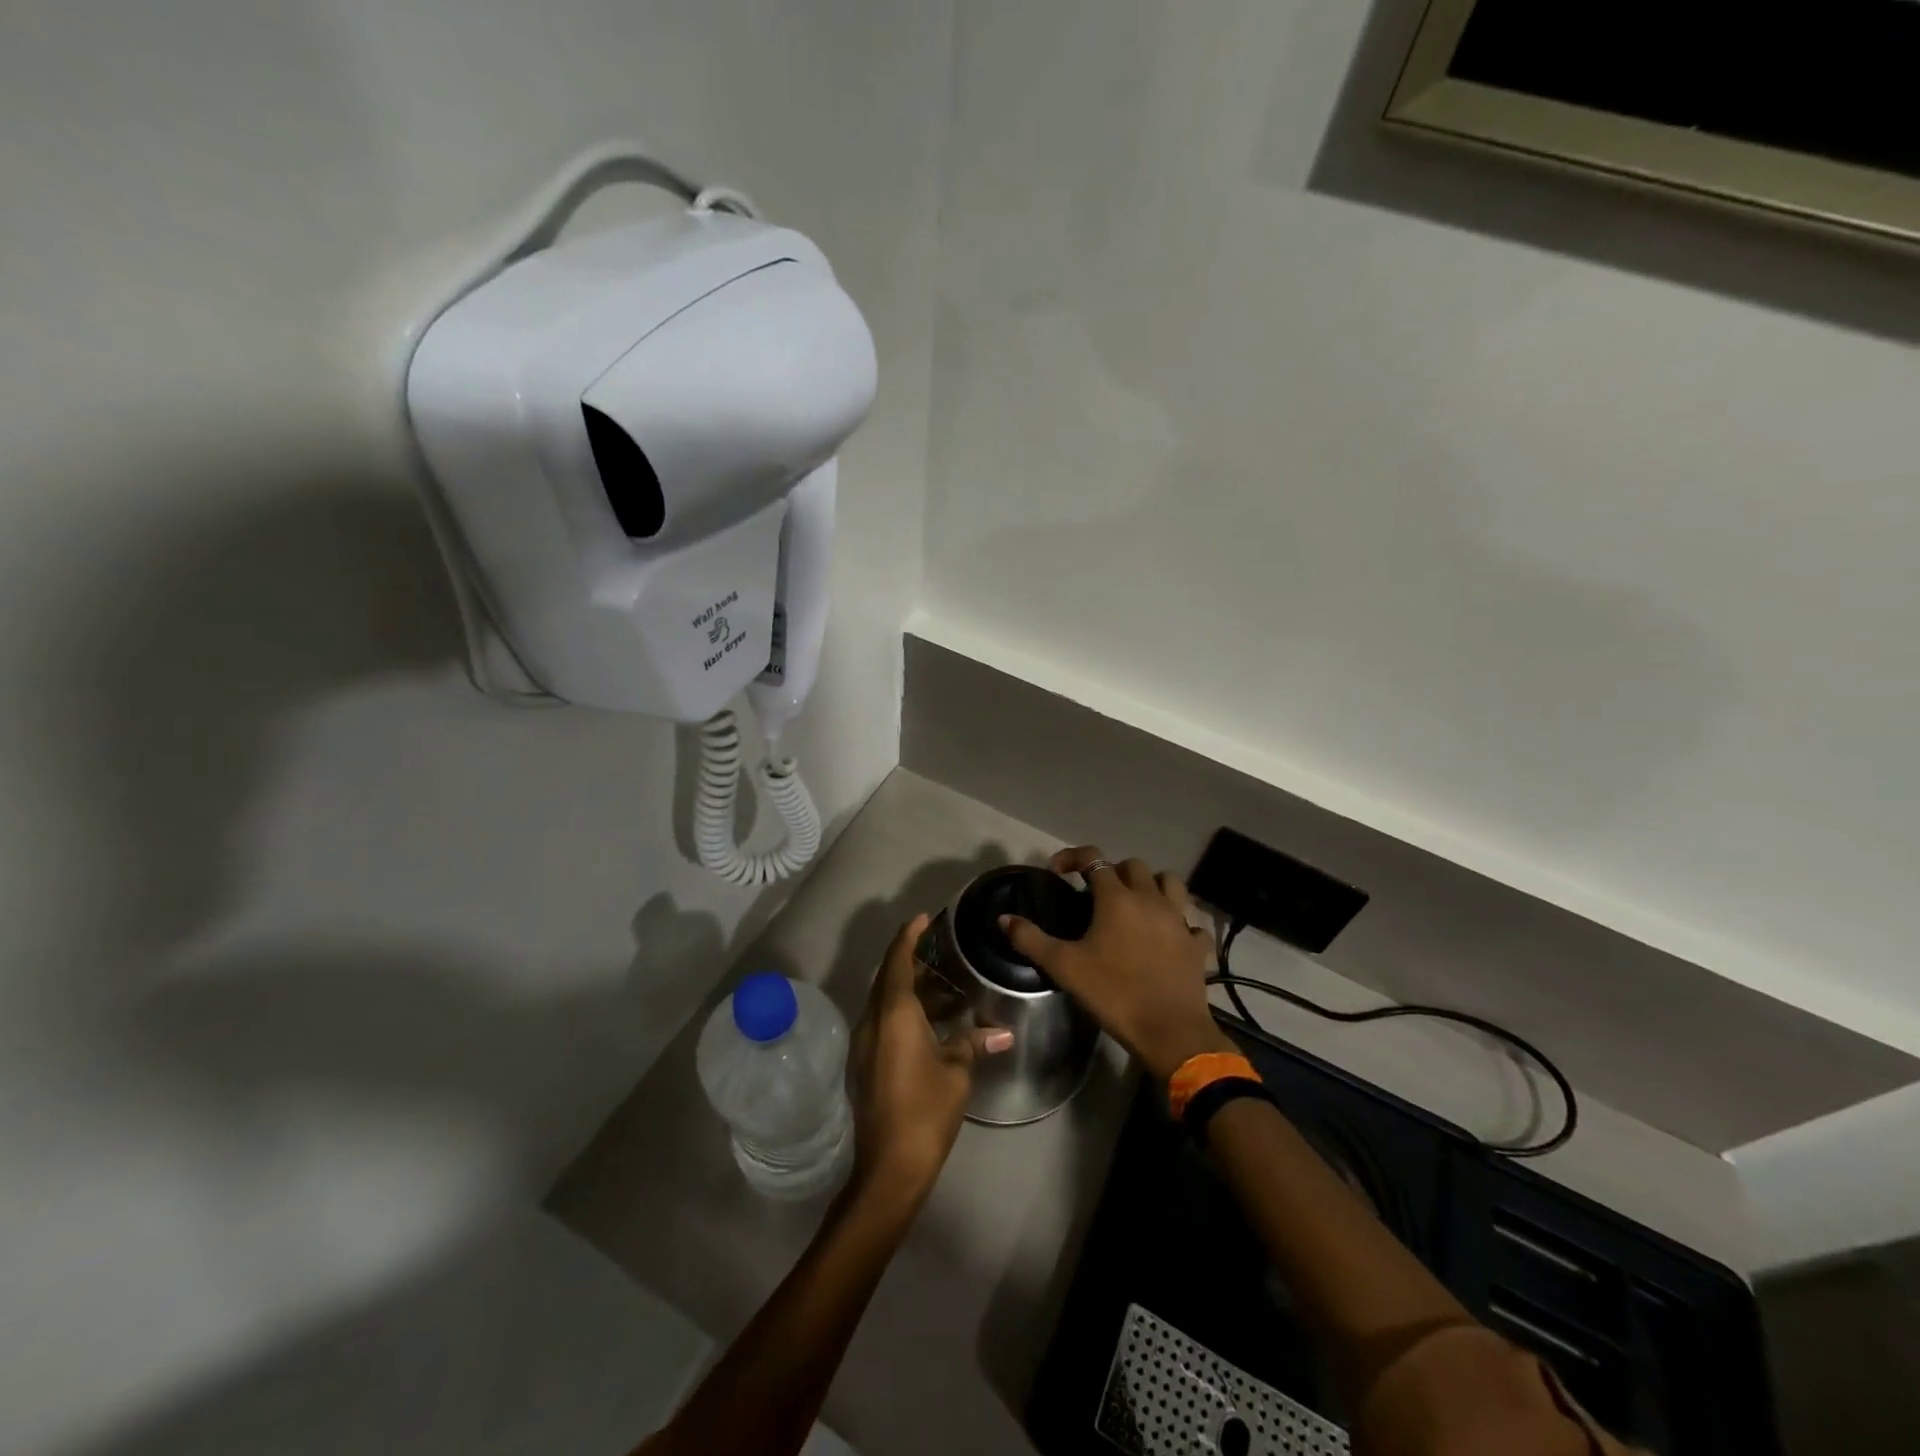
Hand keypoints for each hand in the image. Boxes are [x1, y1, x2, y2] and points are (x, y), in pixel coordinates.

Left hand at [848, 915, 1013, 1207]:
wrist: (889, 1167)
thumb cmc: (925, 1110)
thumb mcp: (956, 1073)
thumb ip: (973, 1043)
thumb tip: (1003, 1034)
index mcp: (892, 1014)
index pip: (897, 960)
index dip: (909, 936)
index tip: (923, 918)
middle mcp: (872, 1021)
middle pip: (888, 978)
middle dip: (912, 960)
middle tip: (941, 950)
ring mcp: (865, 1043)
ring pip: (886, 1001)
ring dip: (911, 989)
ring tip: (946, 986)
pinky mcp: (866, 1063)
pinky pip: (884, 1021)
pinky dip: (905, 1011)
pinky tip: (932, 1022)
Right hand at [1002, 846, 1234, 1082]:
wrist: (1170, 1032)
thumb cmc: (1114, 993)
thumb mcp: (1064, 967)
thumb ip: (1031, 939)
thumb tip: (1004, 918)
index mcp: (1117, 898)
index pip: (1094, 859)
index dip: (1073, 857)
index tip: (1057, 871)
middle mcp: (1150, 899)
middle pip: (1134, 866)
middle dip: (1113, 871)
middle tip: (1096, 893)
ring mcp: (1179, 920)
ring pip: (1170, 883)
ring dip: (1152, 885)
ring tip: (1136, 904)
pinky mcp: (1196, 944)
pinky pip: (1191, 922)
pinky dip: (1179, 922)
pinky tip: (1168, 935)